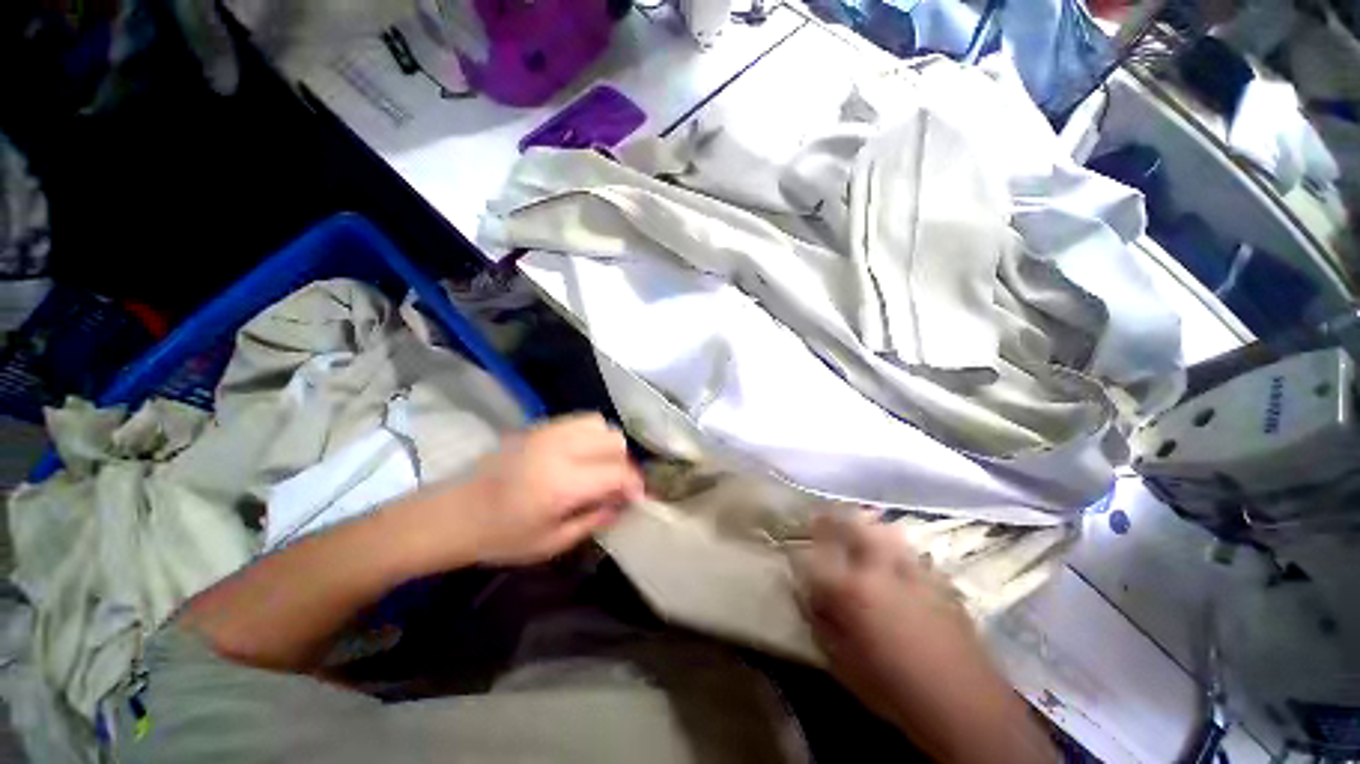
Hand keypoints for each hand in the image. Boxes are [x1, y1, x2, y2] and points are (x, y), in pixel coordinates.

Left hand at [449, 413, 643, 565]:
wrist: (450, 513)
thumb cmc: (499, 537)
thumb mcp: (550, 543)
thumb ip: (593, 520)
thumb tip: (621, 504)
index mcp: (562, 483)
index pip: (617, 472)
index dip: (635, 484)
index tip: (637, 498)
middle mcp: (560, 448)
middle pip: (614, 440)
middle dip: (623, 464)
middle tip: (615, 486)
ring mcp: (548, 432)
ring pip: (600, 423)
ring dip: (608, 445)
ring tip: (599, 467)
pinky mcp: (538, 426)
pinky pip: (579, 420)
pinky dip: (591, 435)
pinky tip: (580, 455)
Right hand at [793, 513, 1054, 763]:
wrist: (966, 707)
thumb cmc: (896, 691)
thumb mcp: (845, 665)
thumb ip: (822, 624)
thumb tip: (808, 597)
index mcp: (852, 590)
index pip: (817, 556)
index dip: (803, 549)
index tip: (796, 545)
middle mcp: (879, 570)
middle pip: (851, 527)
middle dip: (833, 517)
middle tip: (822, 515)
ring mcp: (912, 571)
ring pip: (883, 531)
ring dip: (865, 524)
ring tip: (857, 522)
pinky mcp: (938, 580)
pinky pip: (910, 550)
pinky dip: (895, 543)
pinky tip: (894, 551)